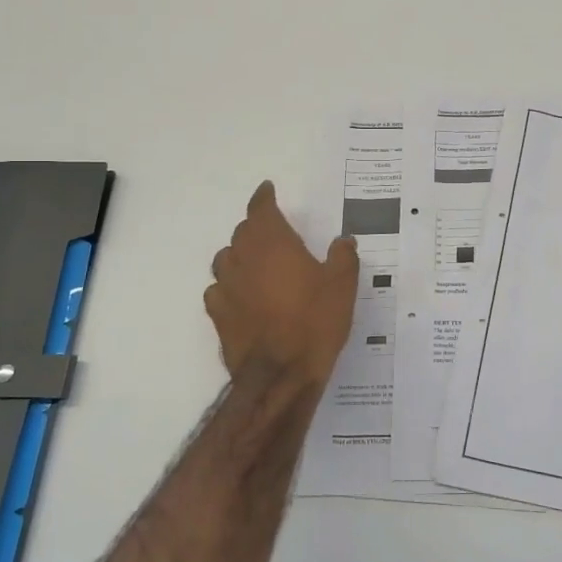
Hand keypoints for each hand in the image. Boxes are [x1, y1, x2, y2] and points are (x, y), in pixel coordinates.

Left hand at [205, 182, 358, 386]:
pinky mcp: (217, 314)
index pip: (261, 209)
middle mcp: (243, 258)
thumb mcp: (343, 285)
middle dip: (256, 228)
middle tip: (273, 234)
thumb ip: (343, 256)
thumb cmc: (315, 321)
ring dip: (240, 256)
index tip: (267, 189)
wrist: (280, 372)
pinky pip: (218, 290)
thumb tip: (343, 240)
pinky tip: (241, 297)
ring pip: (226, 259)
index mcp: (273, 243)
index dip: (263, 198)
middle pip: (243, 232)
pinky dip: (229, 287)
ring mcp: (226, 286)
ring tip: (257, 265)